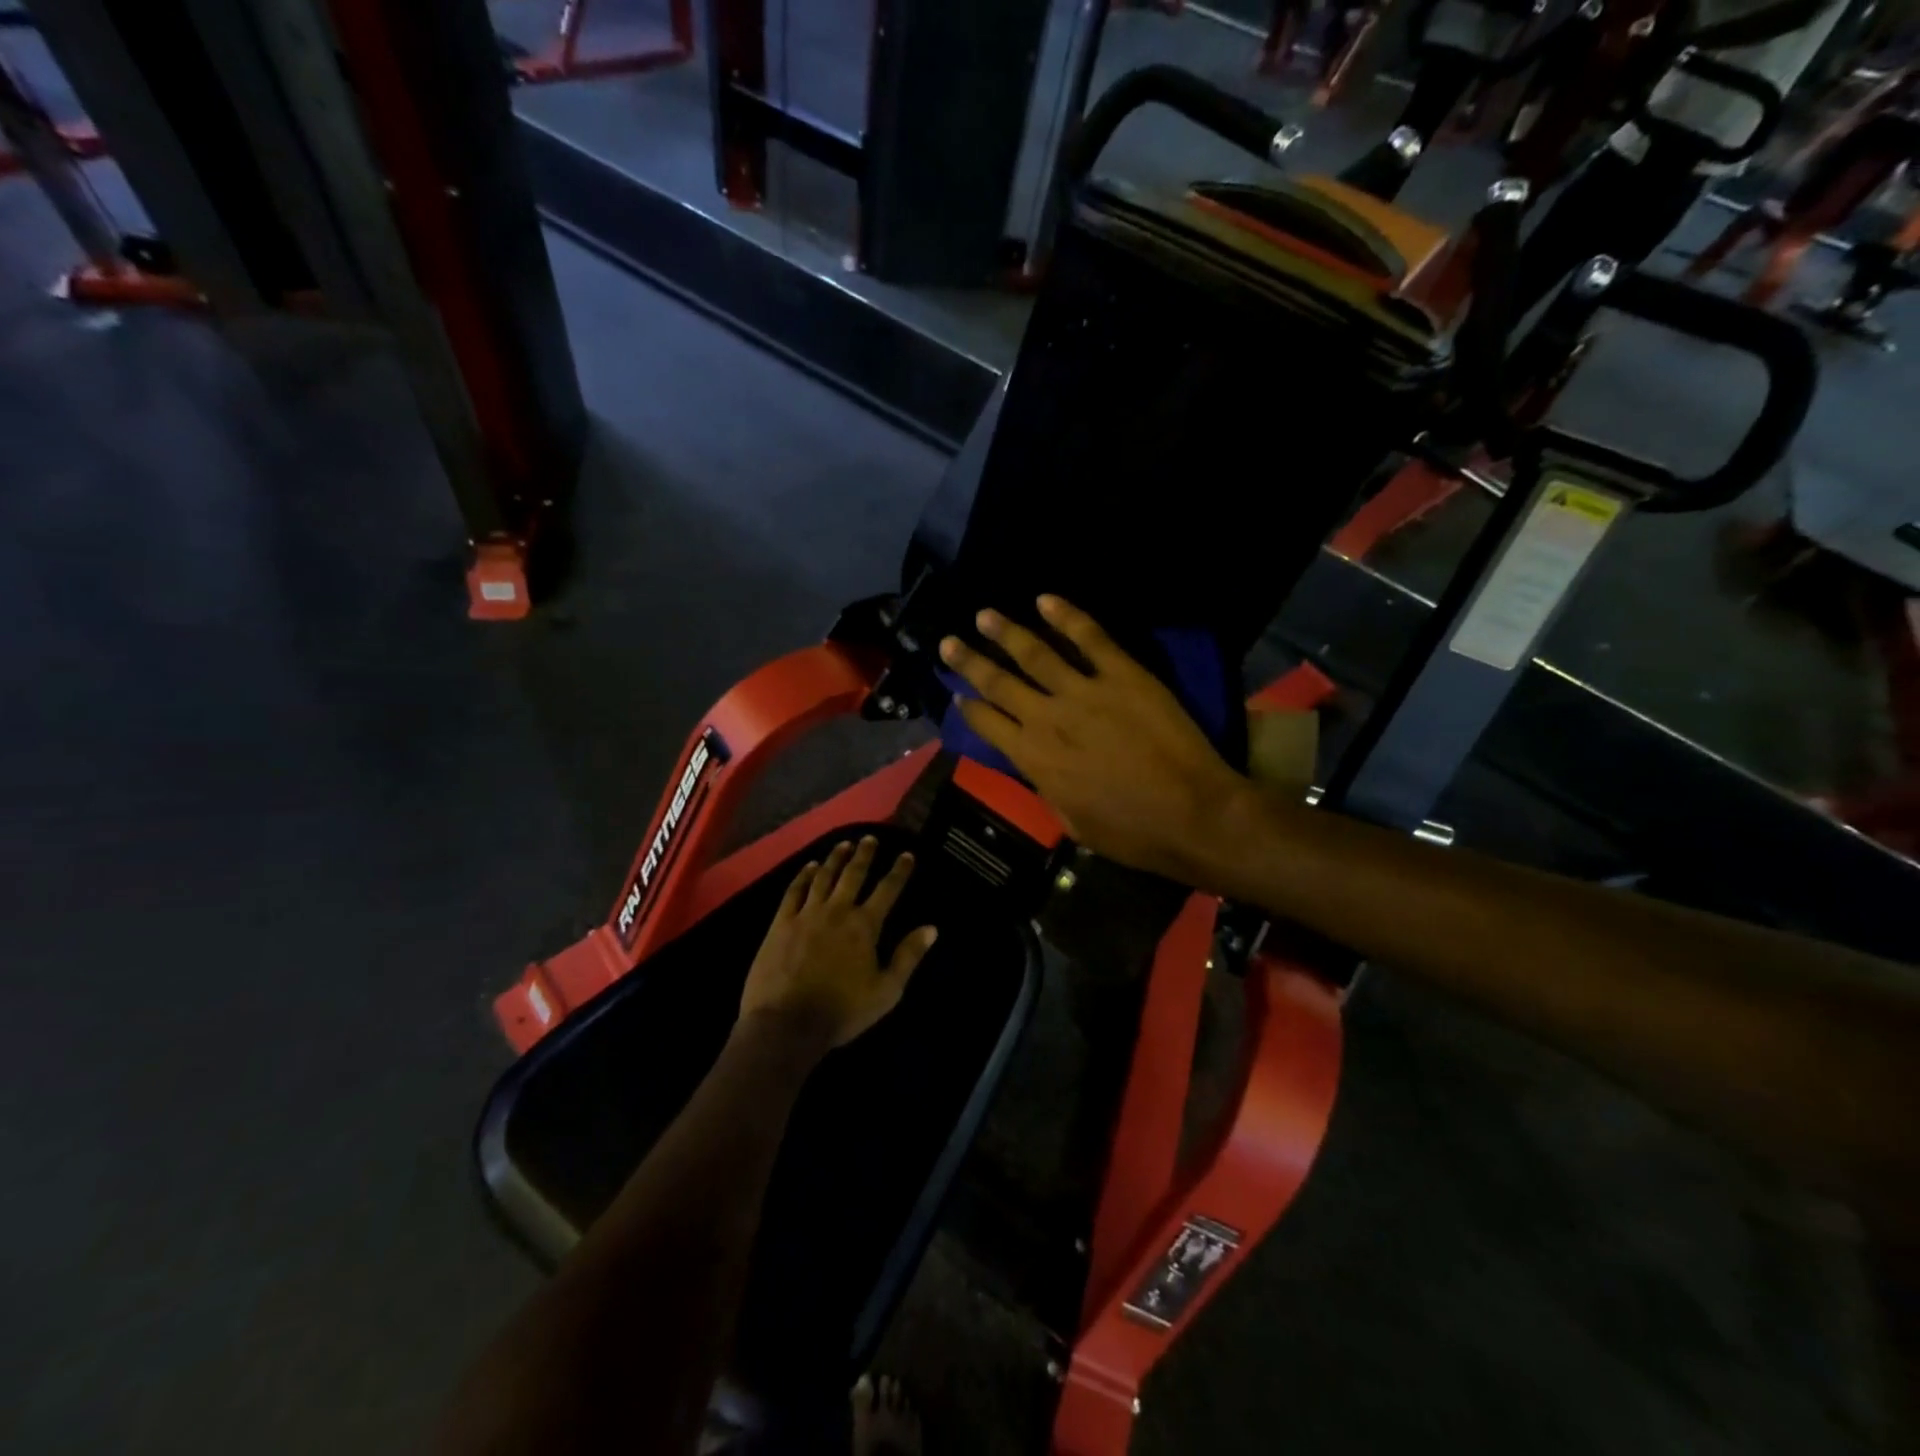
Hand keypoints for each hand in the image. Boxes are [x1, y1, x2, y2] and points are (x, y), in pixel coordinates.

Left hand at [739, 837, 938, 1051]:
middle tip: (870, 838)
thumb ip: (908, 956)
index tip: (907, 855)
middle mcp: (837, 911)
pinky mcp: (781, 923)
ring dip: (835, 858)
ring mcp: (806, 914)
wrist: (786, 1024)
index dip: (899, 871)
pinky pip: (794, 891)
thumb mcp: (886, 991)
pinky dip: (804, 875)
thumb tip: (932, 928)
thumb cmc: (842, 1011)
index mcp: (865, 926)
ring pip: (824, 877)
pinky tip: (810, 866)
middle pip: (854, 874)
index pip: (887, 890)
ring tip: (844, 843)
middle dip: (865, 854)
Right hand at [939, 596, 1251, 883]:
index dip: (969, 707)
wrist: (1191, 814)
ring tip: (984, 615)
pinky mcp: (1123, 675)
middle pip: (999, 682)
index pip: (988, 723)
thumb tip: (1039, 768)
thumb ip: (1048, 788)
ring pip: (1035, 653)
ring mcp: (1085, 691)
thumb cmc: (1131, 832)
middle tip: (949, 641)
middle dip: (970, 661)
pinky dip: (1067, 616)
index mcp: (1033, 758)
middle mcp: (1048, 718)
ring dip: (1006, 632)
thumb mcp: (1072, 822)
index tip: (957, 693)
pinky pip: (1090, 638)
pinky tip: (1045, 600)